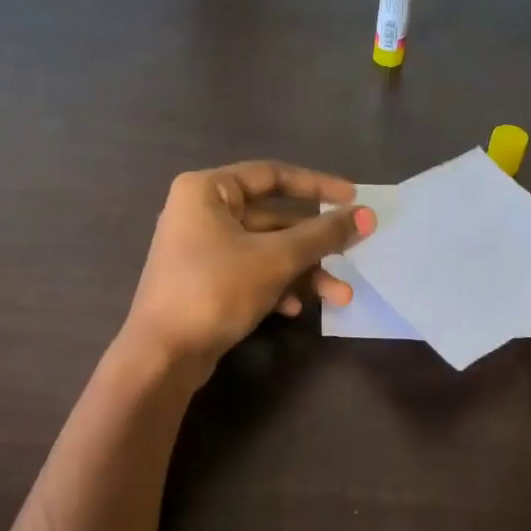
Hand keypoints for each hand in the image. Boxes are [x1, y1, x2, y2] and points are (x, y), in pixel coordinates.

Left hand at [121, 161, 374, 370]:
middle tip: (353, 254)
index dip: (317, 185)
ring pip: (266, 251)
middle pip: (274, 218)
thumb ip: (323, 235)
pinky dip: (277, 287)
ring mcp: (202, 250)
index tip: (354, 198)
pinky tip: (295, 310)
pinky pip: (251, 274)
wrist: (163, 355)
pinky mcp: (206, 282)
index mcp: (208, 190)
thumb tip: (367, 215)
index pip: (272, 175)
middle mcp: (202, 213)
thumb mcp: (276, 259)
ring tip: (339, 297)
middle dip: (315, 244)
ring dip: (303, 272)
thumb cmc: (215, 290)